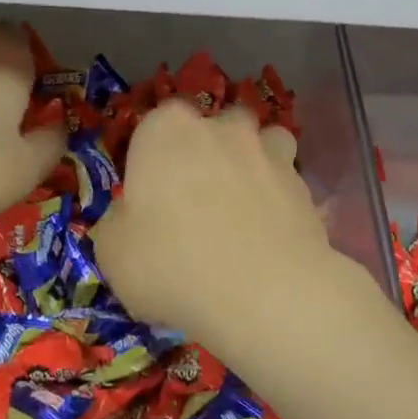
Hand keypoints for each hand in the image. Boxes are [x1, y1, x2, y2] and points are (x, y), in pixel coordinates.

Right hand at [97, 102, 339, 350]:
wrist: (265, 292)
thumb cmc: (173, 264)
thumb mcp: (113, 252)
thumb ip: (118, 221)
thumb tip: (131, 215)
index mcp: (167, 130)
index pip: (154, 125)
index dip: (152, 158)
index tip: (150, 196)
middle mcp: (221, 127)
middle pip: (212, 127)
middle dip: (206, 152)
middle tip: (197, 202)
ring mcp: (269, 151)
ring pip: (259, 143)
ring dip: (251, 164)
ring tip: (243, 209)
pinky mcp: (304, 183)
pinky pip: (286, 181)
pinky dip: (279, 198)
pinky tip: (271, 234)